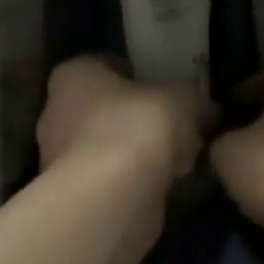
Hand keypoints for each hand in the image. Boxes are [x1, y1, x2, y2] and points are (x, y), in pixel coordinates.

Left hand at [37, 57, 205, 187]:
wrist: (112, 199)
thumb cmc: (138, 128)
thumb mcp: (182, 99)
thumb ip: (192, 97)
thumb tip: (206, 107)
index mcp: (75, 74)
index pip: (108, 64)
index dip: (141, 74)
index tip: (168, 89)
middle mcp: (57, 111)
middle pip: (108, 107)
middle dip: (141, 117)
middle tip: (179, 125)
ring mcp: (60, 157)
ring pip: (111, 145)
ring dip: (140, 152)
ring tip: (181, 158)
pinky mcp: (73, 195)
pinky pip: (111, 178)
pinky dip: (135, 180)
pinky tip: (167, 185)